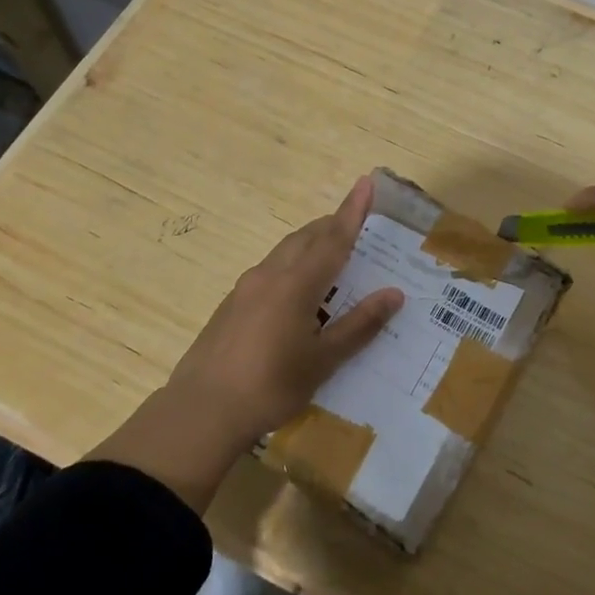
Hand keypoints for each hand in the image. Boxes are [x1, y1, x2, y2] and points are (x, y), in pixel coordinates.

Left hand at [168, 174, 403, 446]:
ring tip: (331, 258)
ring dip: (310, 245)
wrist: (201, 412)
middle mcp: (270, 275)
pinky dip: (292, 267)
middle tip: (356, 225)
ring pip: (285, 252)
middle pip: (306, 238)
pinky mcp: (231, 305)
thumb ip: (359, 325)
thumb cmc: (270, 386)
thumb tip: (394, 294)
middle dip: (332, 225)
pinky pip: (270, 271)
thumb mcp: (323, 360)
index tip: (366, 182)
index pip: (333, 238)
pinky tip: (297, 296)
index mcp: (296, 284)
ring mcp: (246, 288)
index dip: (352, 210)